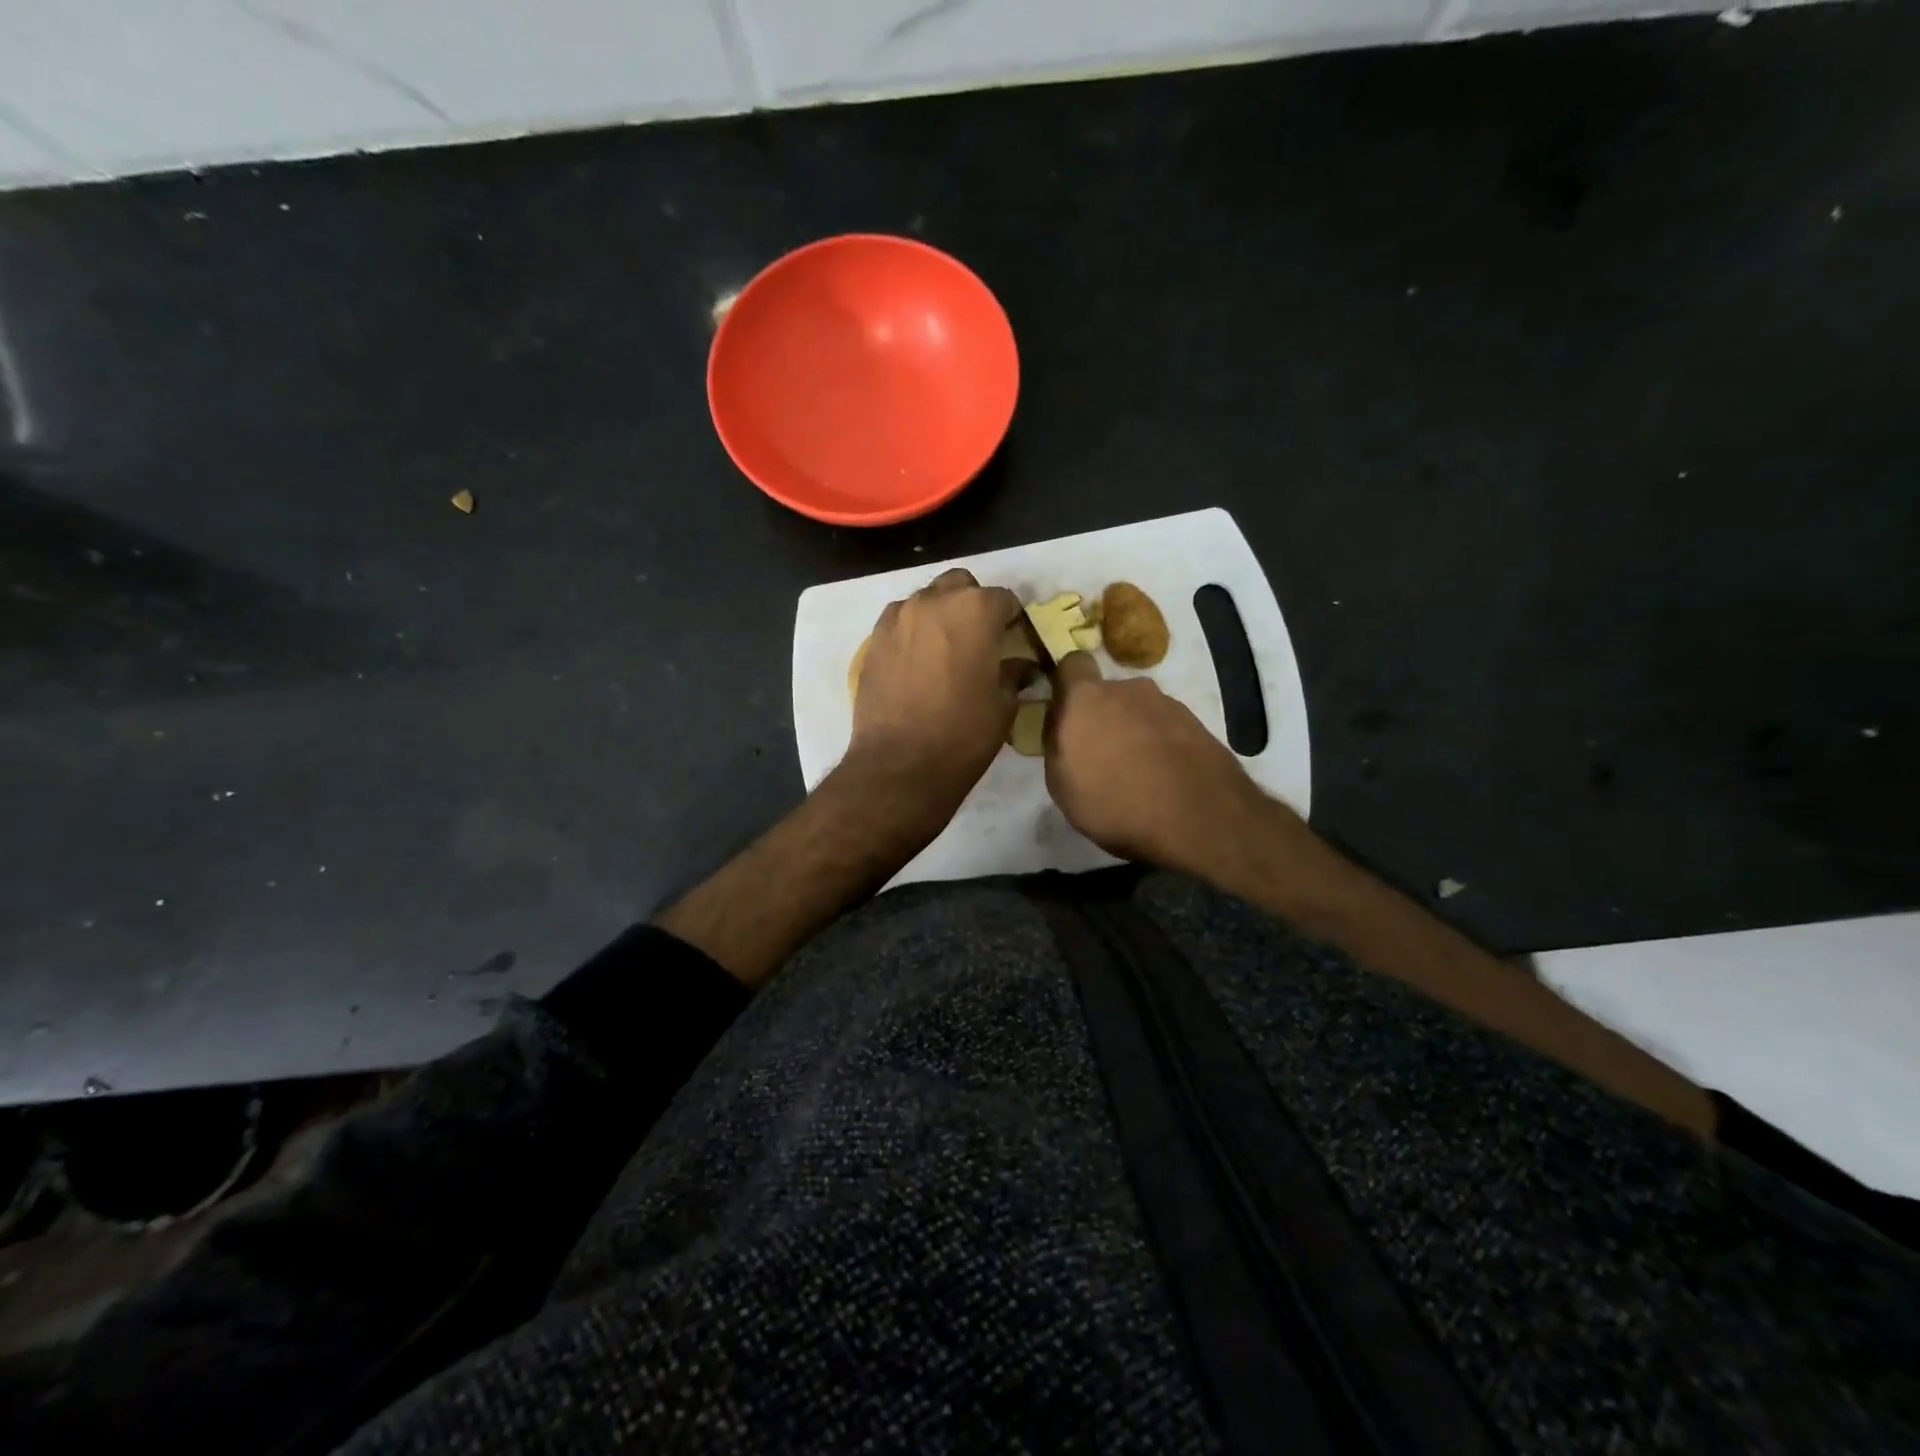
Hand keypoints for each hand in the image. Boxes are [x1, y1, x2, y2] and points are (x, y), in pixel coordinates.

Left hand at [846, 568, 1024, 827]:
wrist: (899, 765)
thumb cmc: (963, 735)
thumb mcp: (1003, 706)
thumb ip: (1013, 674)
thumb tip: (1021, 665)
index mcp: (975, 610)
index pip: (1004, 599)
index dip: (1012, 619)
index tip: (1015, 641)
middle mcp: (934, 601)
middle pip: (960, 586)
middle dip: (973, 605)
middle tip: (981, 639)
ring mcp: (898, 617)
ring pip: (926, 599)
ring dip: (941, 615)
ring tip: (946, 650)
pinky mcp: (873, 640)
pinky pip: (900, 621)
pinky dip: (913, 631)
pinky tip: (918, 661)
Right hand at [1044, 653, 1292, 871]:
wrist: (1198, 819)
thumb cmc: (1114, 803)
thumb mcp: (1061, 784)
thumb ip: (1057, 743)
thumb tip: (1062, 725)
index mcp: (1087, 697)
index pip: (1071, 664)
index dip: (1067, 684)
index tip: (1065, 712)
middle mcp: (1129, 689)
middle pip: (1108, 693)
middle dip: (1103, 716)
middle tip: (1102, 756)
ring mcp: (1168, 704)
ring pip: (1140, 711)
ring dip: (1134, 732)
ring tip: (1137, 774)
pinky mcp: (1198, 724)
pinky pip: (1167, 729)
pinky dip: (1162, 746)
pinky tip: (1164, 780)